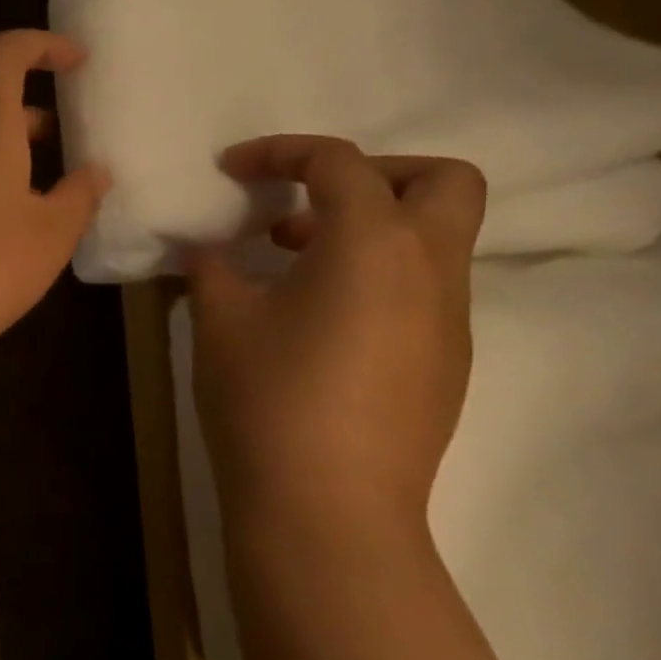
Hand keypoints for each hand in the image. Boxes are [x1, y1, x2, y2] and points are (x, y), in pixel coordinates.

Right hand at [188, 135, 485, 540]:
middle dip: (375, 172)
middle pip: (442, 181)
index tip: (234, 170)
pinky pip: (424, 290)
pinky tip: (317, 320)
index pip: (340, 163)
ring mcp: (450, 321)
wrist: (326, 507)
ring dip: (372, 229)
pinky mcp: (447, 364)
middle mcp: (431, 270)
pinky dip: (378, 276)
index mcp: (373, 245)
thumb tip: (209, 250)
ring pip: (438, 239)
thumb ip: (213, 270)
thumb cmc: (266, 399)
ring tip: (295, 262)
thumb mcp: (219, 323)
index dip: (282, 152)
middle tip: (308, 202)